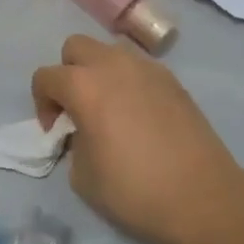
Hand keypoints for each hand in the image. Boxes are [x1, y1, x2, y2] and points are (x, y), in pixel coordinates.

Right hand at [32, 35, 243, 243]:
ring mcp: (148, 68)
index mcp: (85, 86)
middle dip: (68, 73)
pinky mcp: (173, 80)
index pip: (46, 76)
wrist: (201, 197)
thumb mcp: (82, 176)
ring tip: (109, 109)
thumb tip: (83, 132)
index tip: (55, 131)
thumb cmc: (134, 190)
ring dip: (99, 72)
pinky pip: (138, 68)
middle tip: (77, 109)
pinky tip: (138, 115)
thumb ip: (73, 142)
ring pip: (110, 52)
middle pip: (76, 47)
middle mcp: (114, 65)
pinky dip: (128, 82)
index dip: (42, 103)